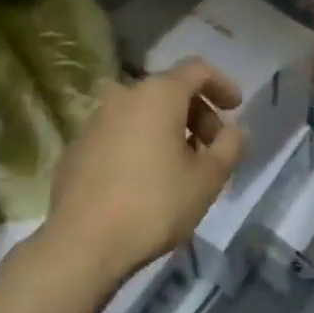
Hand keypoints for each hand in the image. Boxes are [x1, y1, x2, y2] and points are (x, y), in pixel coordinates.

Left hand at [37, 59, 245, 287]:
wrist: (81, 242)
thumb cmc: (154, 204)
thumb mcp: (207, 179)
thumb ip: (229, 147)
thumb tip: (234, 132)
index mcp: (158, 94)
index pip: (197, 70)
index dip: (221, 84)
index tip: (236, 108)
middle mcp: (123, 96)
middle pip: (169, 91)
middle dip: (197, 114)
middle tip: (212, 149)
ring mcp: (95, 120)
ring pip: (142, 113)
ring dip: (168, 130)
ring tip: (182, 167)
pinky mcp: (77, 146)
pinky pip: (119, 133)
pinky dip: (140, 144)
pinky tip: (145, 180)